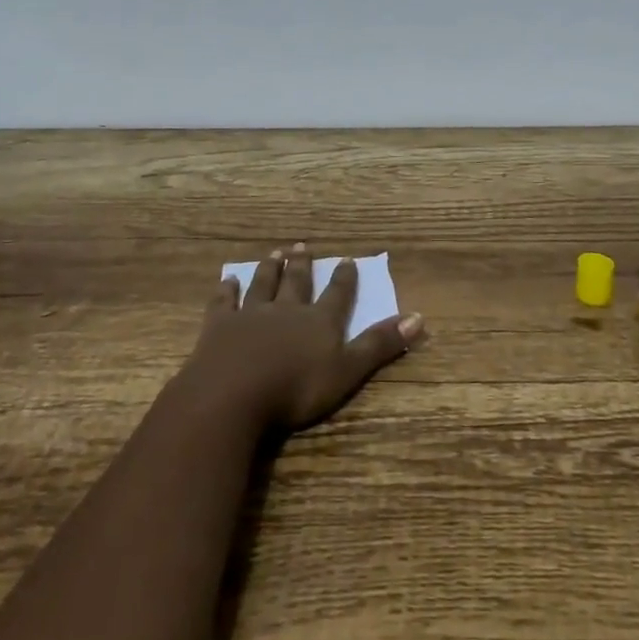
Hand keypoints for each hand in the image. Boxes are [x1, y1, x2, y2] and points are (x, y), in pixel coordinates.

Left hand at [183, 243, 423, 431]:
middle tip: (302, 247)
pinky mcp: (220, 326)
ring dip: (270, 269)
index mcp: (319, 322)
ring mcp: (251, 315)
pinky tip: (228, 280)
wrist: (234, 393)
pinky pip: (224, 302)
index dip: (344, 279)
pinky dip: (227, 290)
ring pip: (263, 285)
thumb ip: (379, 345)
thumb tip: (419, 317)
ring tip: (275, 253)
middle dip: (302, 266)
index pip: (337, 295)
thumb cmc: (296, 388)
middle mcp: (287, 310)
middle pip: (297, 283)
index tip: (347, 259)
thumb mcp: (347, 370)